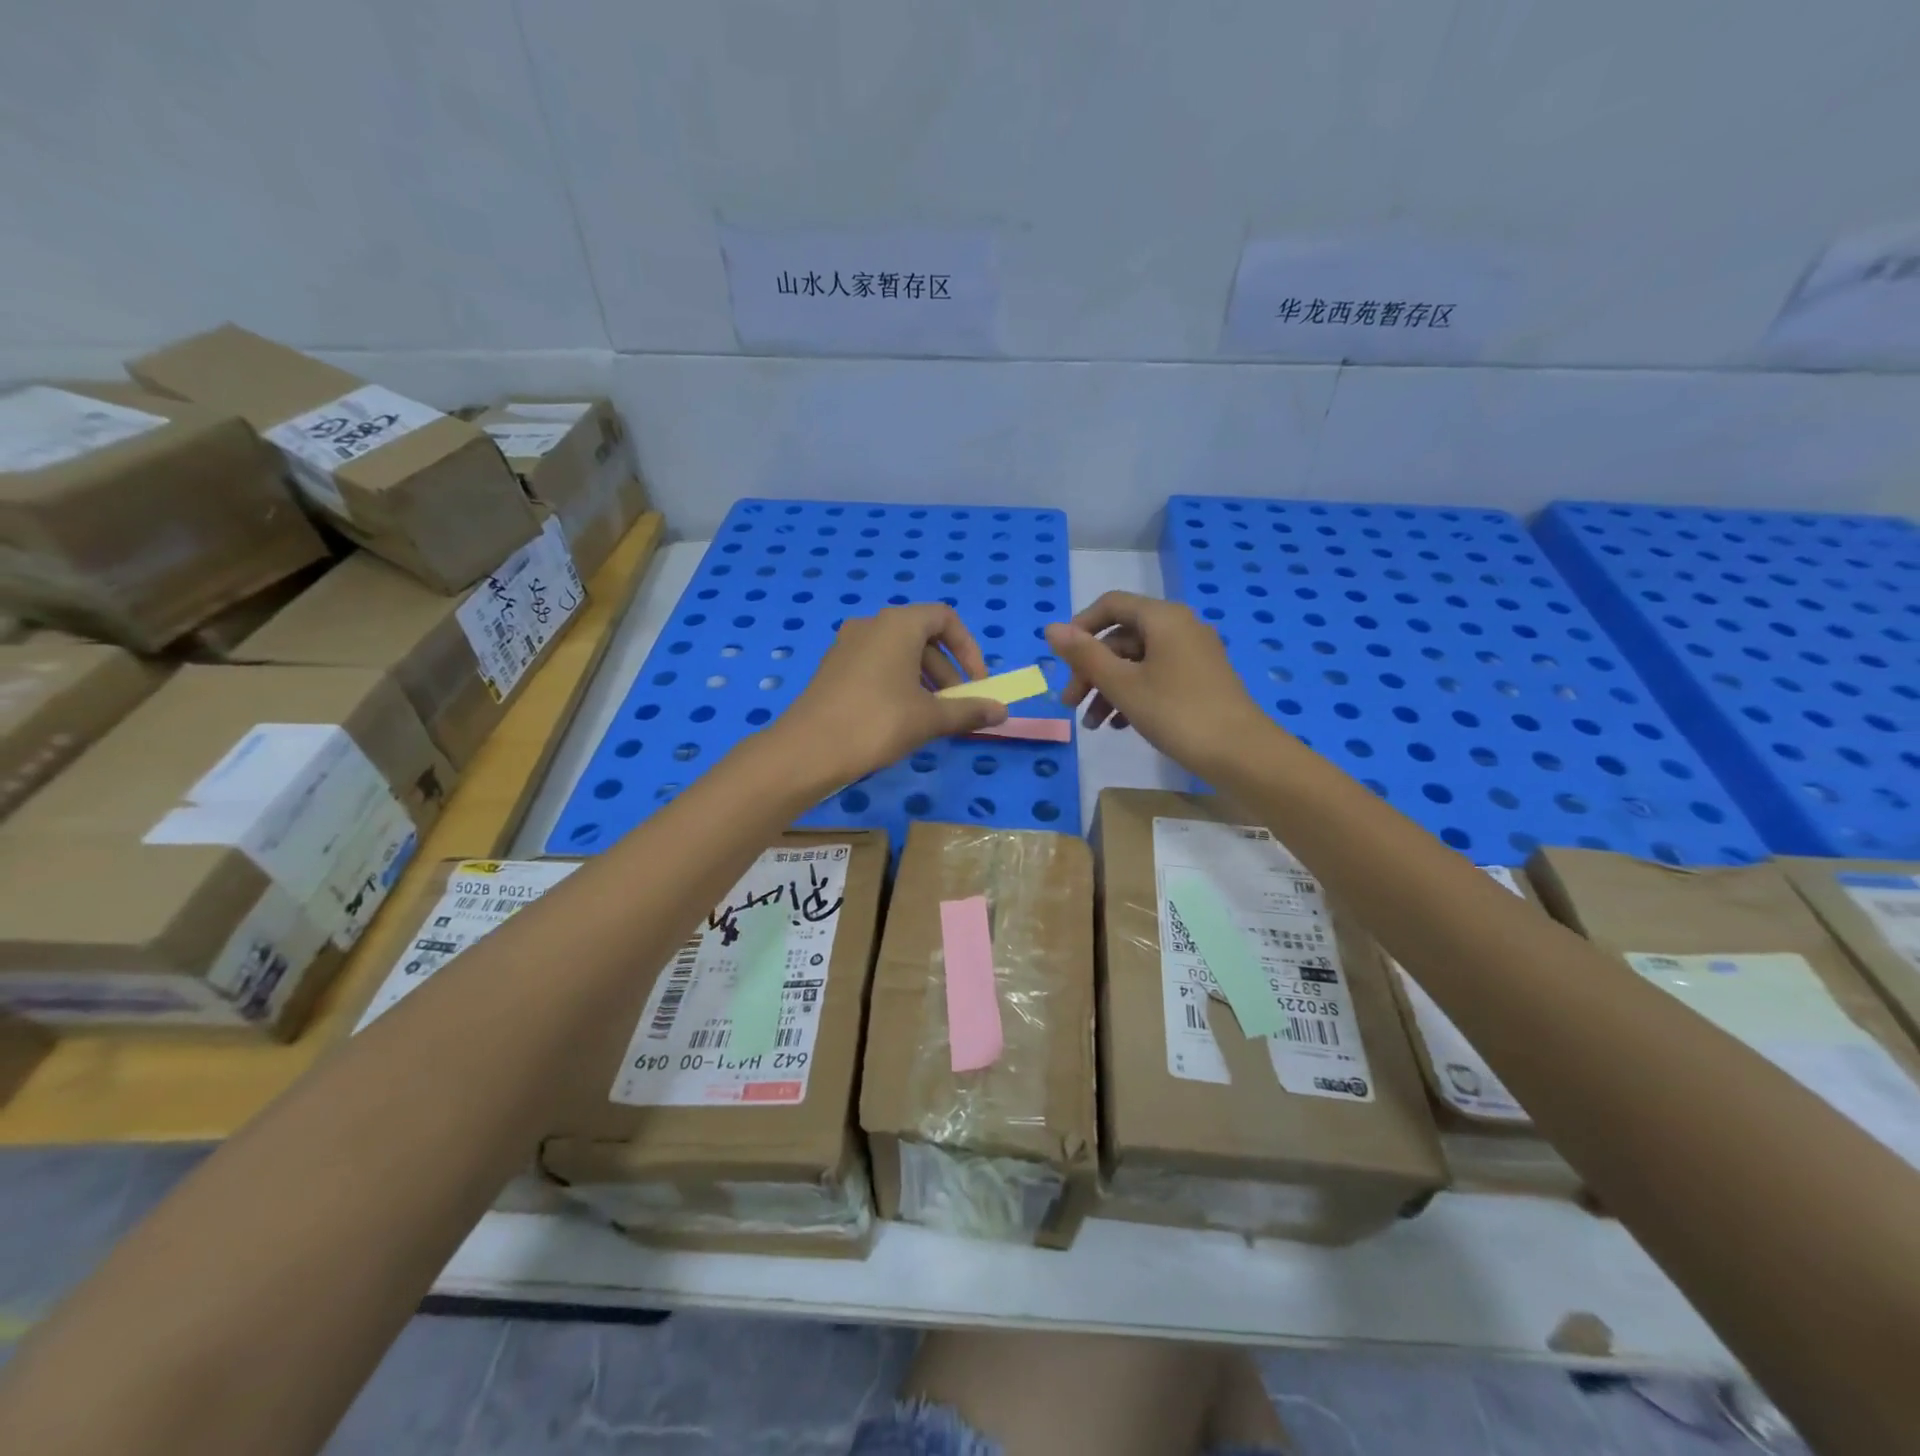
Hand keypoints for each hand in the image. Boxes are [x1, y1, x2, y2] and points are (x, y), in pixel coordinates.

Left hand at [770, 604, 1008, 785]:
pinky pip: (877, 666)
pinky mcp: (833, 669)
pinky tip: (900, 720)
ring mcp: (847, 646)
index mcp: (898, 624)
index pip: (945, 619)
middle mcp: (871, 625)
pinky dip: (898, 685)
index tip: (977, 683)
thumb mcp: (930, 718)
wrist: (807, 750)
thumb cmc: (877, 722)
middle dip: (947, 672)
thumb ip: (969, 710)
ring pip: (899, 654)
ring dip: (924, 681)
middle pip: (923, 637)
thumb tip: (1002, 711)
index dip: (969, 649)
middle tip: (957, 707)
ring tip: (932, 718)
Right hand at [1044, 592, 1273, 776]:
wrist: (1241, 753)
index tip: (1061, 660)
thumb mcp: (1122, 684)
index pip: (1111, 605)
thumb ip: (1084, 655)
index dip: (1080, 628)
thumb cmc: (1176, 713)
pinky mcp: (1201, 681)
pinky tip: (1119, 726)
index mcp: (1163, 618)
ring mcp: (1193, 655)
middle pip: (1121, 638)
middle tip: (1070, 704)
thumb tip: (1051, 628)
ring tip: (1092, 725)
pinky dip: (1133, 696)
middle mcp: (1180, 628)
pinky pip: (1156, 677)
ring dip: (1108, 689)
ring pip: (1137, 662)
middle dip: (1091, 670)